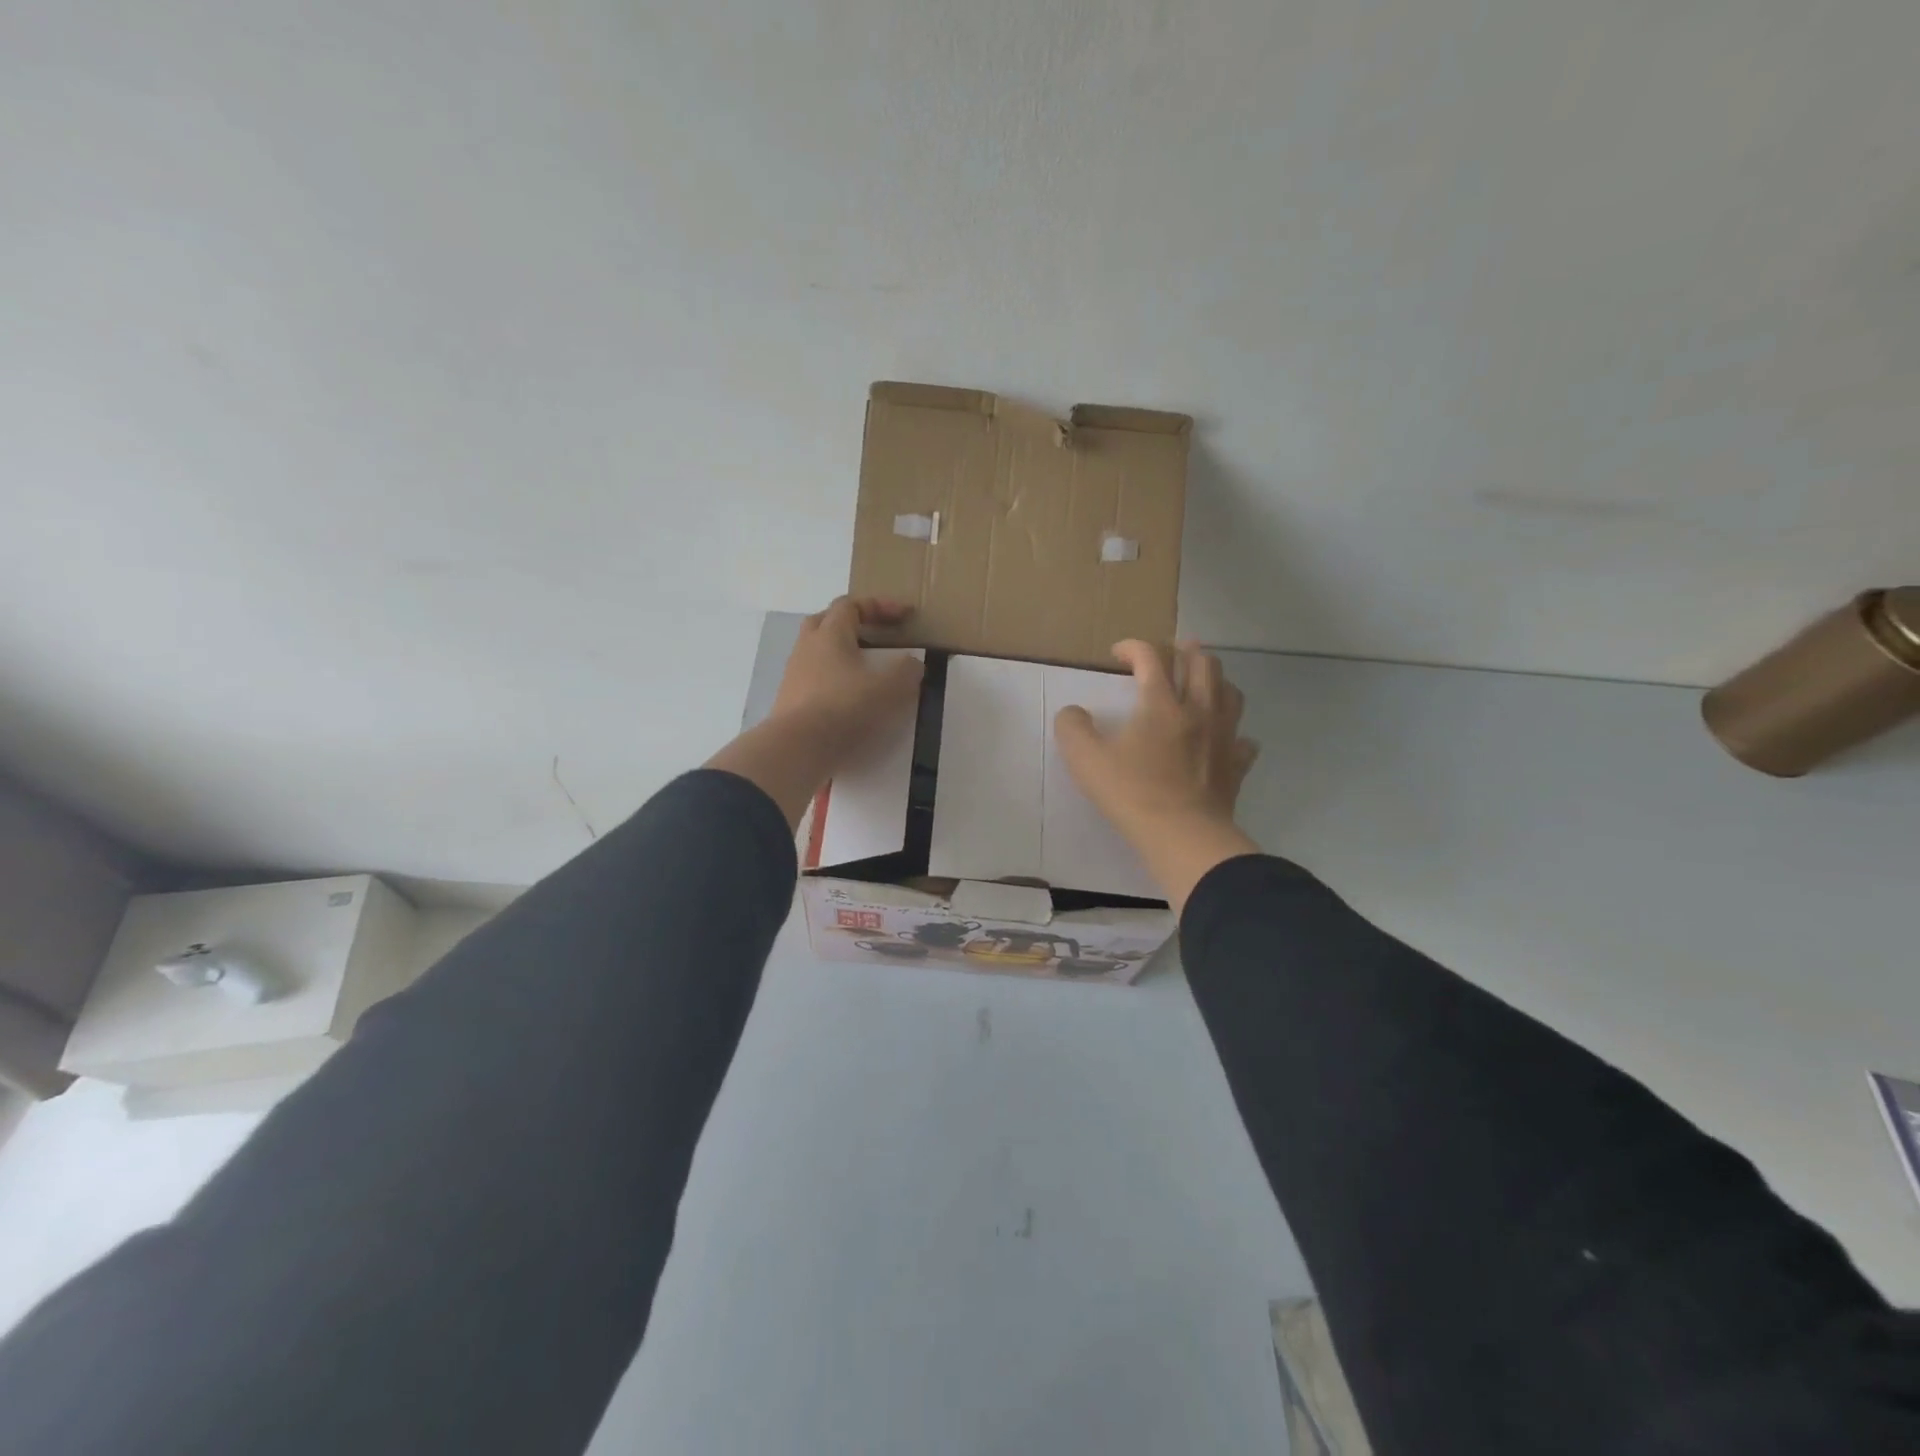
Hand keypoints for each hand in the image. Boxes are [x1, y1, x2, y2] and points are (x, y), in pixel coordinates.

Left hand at [707, 597, 923, 829]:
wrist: (798, 748)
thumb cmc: (845, 708)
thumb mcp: (890, 688)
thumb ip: (906, 671)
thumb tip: (911, 664)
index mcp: (830, 634)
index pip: (851, 604)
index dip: (879, 605)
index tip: (904, 615)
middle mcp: (807, 648)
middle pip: (826, 622)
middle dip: (852, 625)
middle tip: (875, 638)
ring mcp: (794, 675)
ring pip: (818, 654)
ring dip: (841, 657)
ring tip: (865, 675)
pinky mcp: (790, 702)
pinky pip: (814, 682)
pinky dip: (833, 684)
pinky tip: (849, 702)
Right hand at [1053, 641, 1260, 910]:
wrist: (1183, 836)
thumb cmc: (1132, 794)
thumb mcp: (1085, 760)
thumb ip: (1072, 728)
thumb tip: (1073, 713)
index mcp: (1161, 703)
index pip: (1151, 657)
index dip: (1133, 647)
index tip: (1118, 654)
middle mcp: (1198, 710)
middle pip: (1202, 664)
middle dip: (1184, 651)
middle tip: (1169, 654)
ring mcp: (1223, 737)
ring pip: (1230, 692)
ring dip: (1214, 681)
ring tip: (1200, 684)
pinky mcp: (1236, 765)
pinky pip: (1243, 739)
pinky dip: (1233, 732)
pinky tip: (1223, 739)